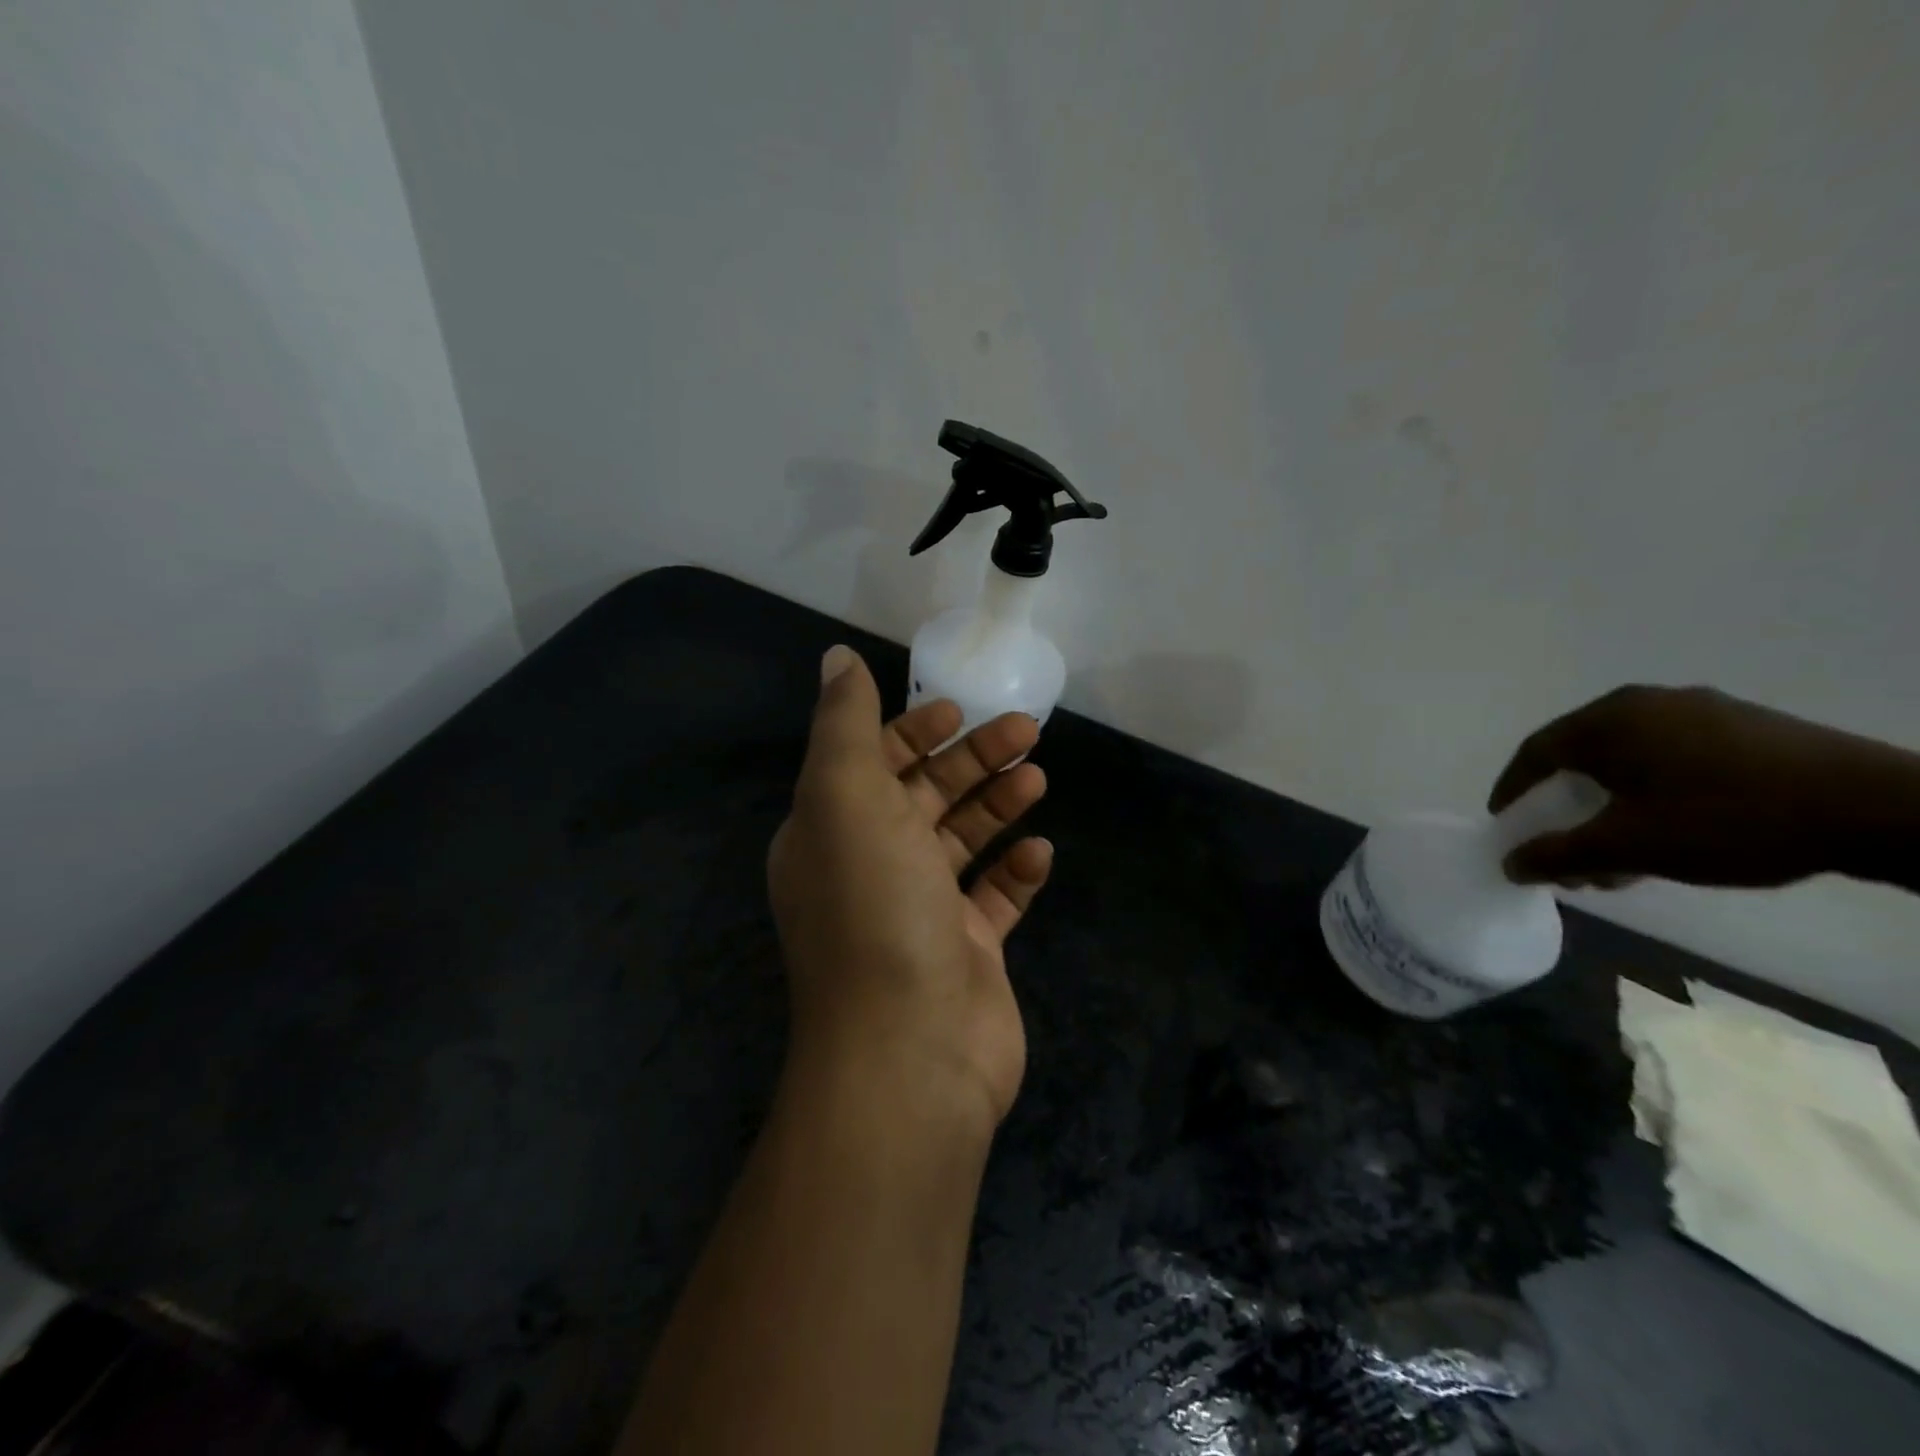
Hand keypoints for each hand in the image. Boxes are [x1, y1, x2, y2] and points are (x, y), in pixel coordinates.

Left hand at [768, 645, 1051, 1129]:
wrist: (910, 1052)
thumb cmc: (875, 909)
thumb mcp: (845, 797)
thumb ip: (842, 724)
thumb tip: (835, 658)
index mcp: (831, 832)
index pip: (870, 764)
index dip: (911, 732)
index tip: (957, 712)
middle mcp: (870, 869)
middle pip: (924, 796)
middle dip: (971, 759)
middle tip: (1025, 731)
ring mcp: (920, 914)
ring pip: (962, 841)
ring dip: (997, 805)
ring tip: (1037, 778)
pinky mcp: (966, 952)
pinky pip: (994, 900)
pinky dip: (1015, 872)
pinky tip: (1038, 853)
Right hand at [1489, 685, 1919, 888]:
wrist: (1879, 810)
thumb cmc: (1727, 820)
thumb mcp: (1630, 847)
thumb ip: (1559, 854)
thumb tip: (1510, 865)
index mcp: (1607, 721)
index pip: (1535, 752)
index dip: (1512, 790)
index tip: (1505, 823)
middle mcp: (1644, 703)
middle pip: (1582, 756)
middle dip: (1565, 805)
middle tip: (1565, 846)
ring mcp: (1700, 709)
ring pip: (1629, 758)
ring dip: (1611, 803)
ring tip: (1621, 850)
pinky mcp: (1745, 726)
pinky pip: (1672, 756)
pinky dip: (1652, 790)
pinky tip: (1671, 827)